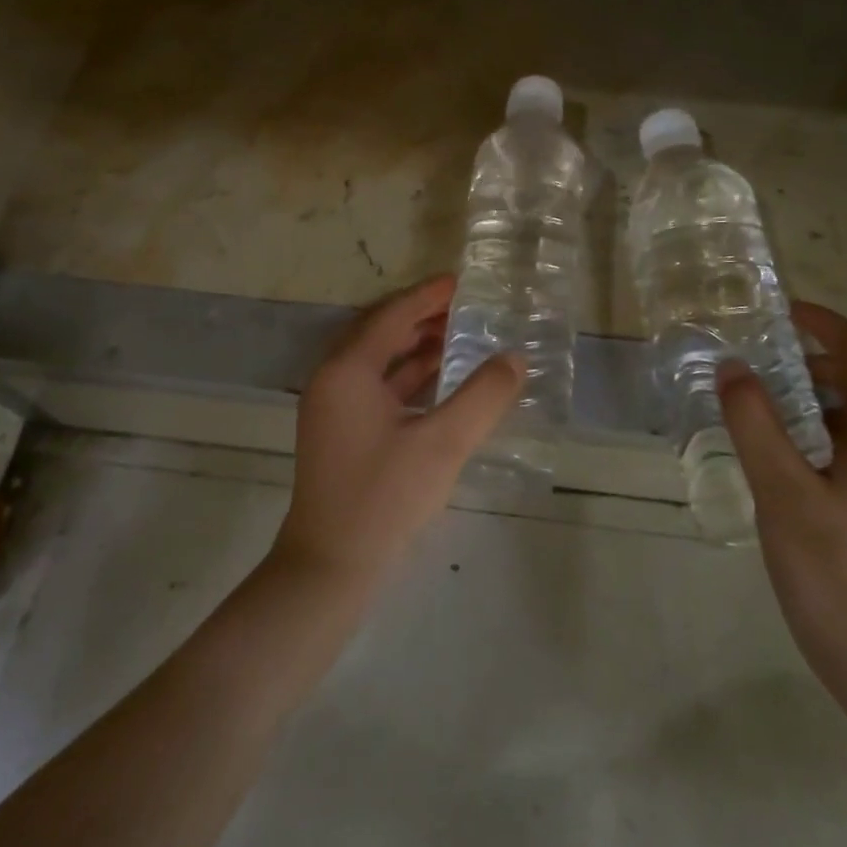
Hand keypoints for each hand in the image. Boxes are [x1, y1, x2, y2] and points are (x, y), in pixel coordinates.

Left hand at [274, 276, 523, 587]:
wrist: (330, 565)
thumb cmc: (384, 496)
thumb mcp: (442, 443)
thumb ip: (483, 397)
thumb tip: (515, 359)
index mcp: (348, 370)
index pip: (391, 315)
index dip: (427, 296)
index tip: (461, 281)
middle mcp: (334, 379)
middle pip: (381, 332)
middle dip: (422, 317)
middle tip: (466, 308)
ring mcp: (334, 407)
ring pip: (379, 360)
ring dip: (415, 346)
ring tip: (460, 337)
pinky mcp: (342, 431)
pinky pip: (377, 386)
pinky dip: (408, 376)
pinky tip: (440, 380)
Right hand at [718, 302, 846, 714]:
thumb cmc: (836, 571)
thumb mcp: (782, 492)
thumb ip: (755, 424)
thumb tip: (734, 367)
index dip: (824, 324)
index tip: (780, 312)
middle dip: (823, 359)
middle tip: (770, 360)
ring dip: (824, 396)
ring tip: (769, 403)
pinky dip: (827, 430)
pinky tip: (787, 456)